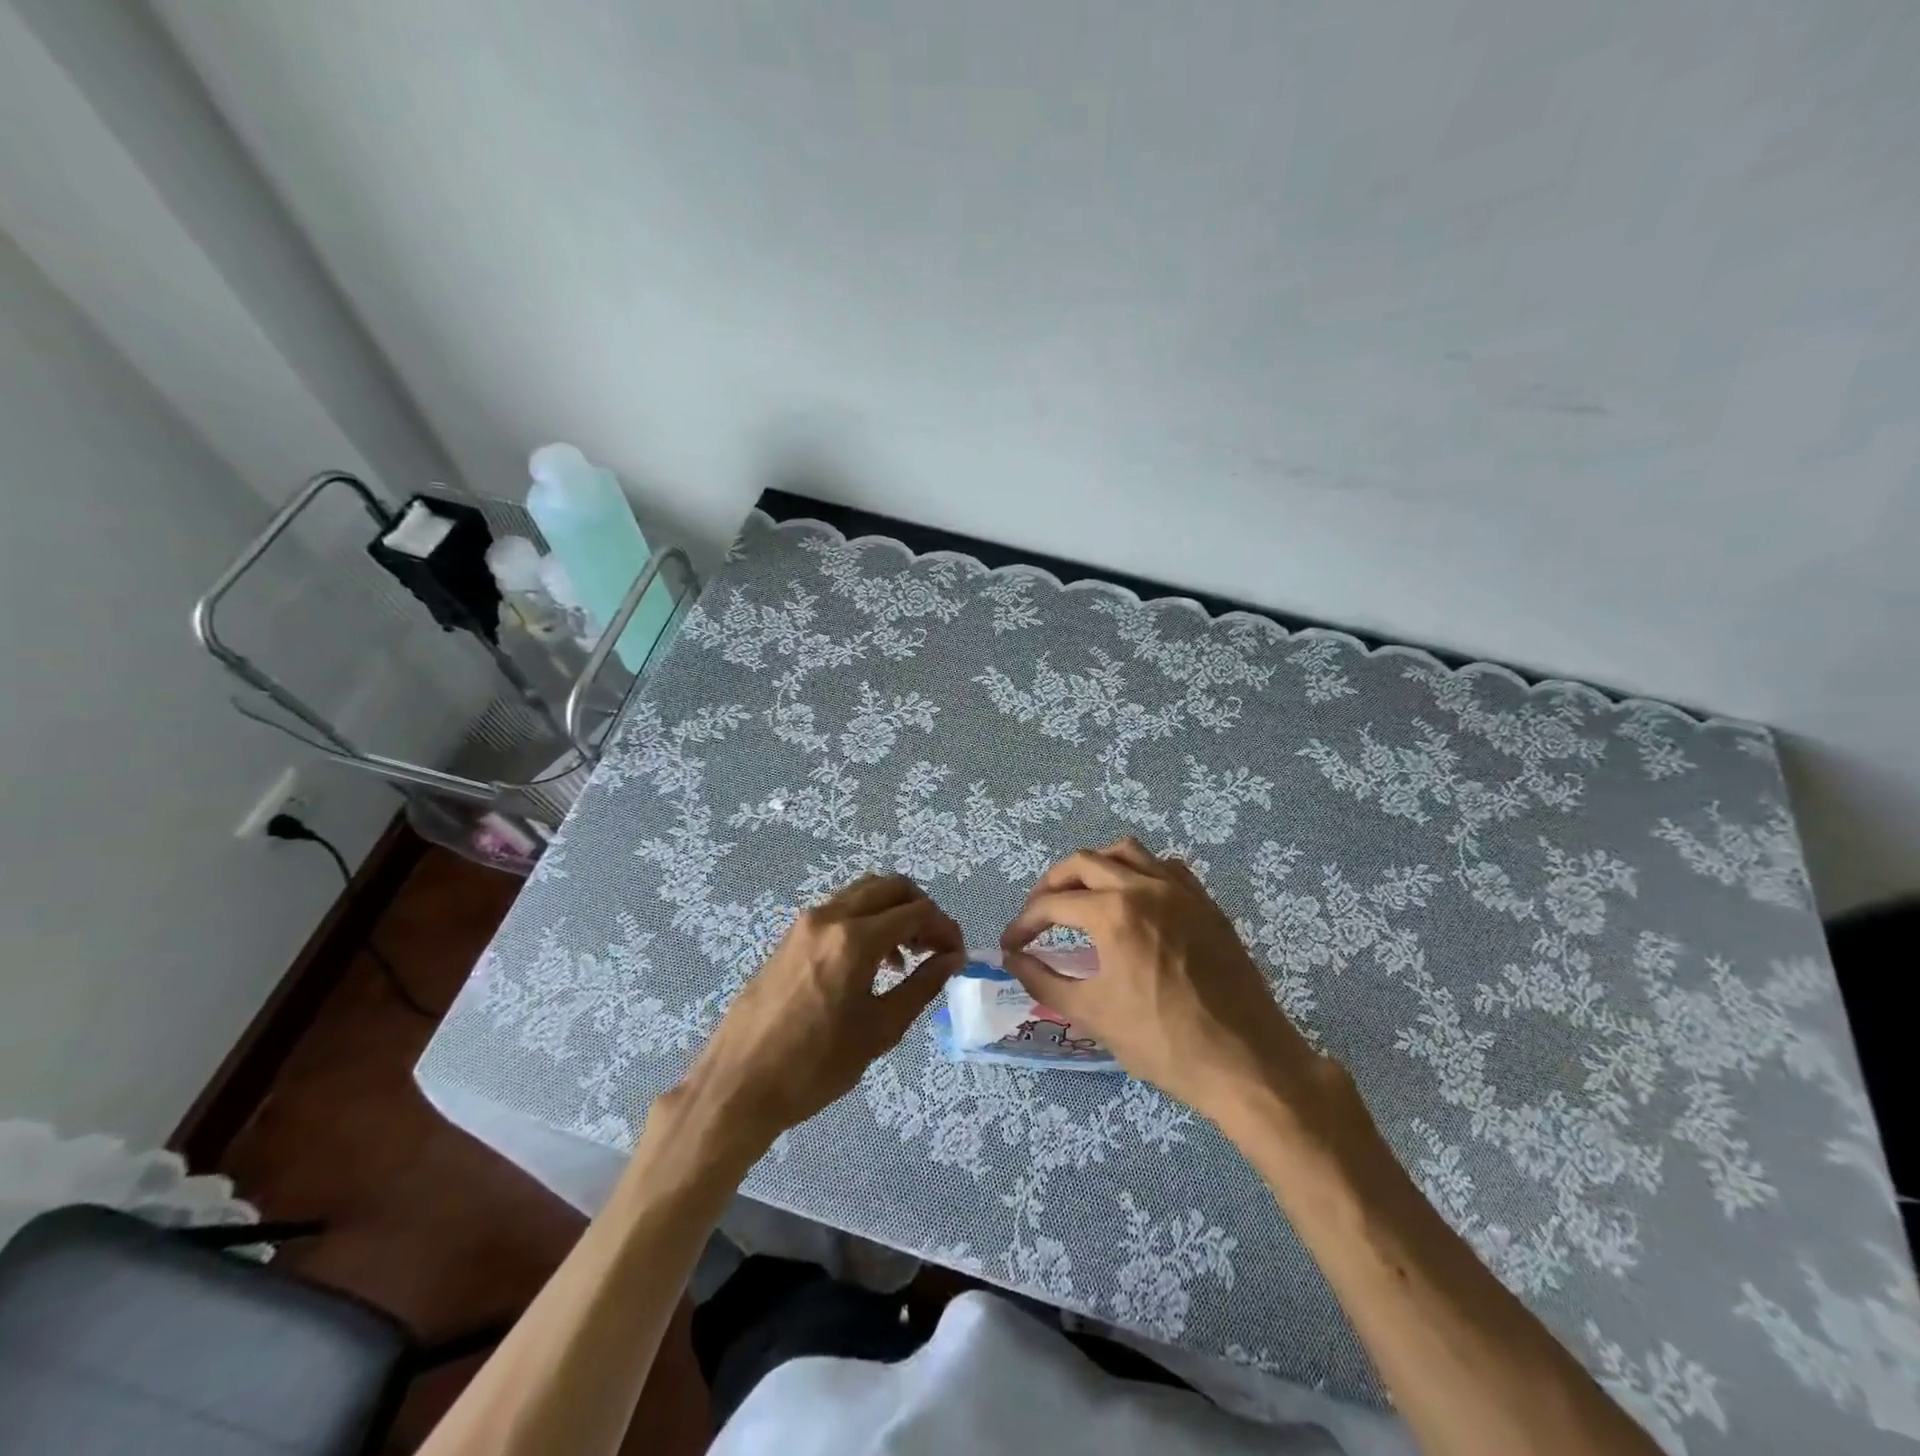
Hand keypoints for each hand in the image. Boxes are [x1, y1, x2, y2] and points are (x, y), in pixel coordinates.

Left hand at [669, 874, 963, 1156]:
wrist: (738, 1085)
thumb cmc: (815, 1066)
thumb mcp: (880, 1030)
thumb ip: (921, 986)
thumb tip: (951, 959)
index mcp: (855, 938)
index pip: (916, 912)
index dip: (945, 928)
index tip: (957, 954)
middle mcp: (830, 916)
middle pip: (890, 887)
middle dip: (921, 909)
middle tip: (935, 946)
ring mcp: (805, 923)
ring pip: (863, 893)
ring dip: (892, 912)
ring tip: (906, 957)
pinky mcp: (790, 936)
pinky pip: (839, 910)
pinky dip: (866, 920)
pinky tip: (871, 963)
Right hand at [1000, 838, 1333, 1125]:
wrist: (1245, 1061)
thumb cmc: (1163, 1042)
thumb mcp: (1093, 1014)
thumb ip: (1043, 980)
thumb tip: (1013, 959)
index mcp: (1113, 914)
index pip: (1053, 904)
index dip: (1024, 923)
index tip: (1011, 944)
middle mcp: (1144, 886)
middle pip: (1082, 863)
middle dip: (1051, 885)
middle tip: (1038, 915)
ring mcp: (1180, 889)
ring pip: (1125, 851)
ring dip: (1093, 866)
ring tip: (1080, 895)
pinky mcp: (1205, 901)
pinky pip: (1163, 866)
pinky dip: (1137, 871)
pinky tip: (1132, 898)